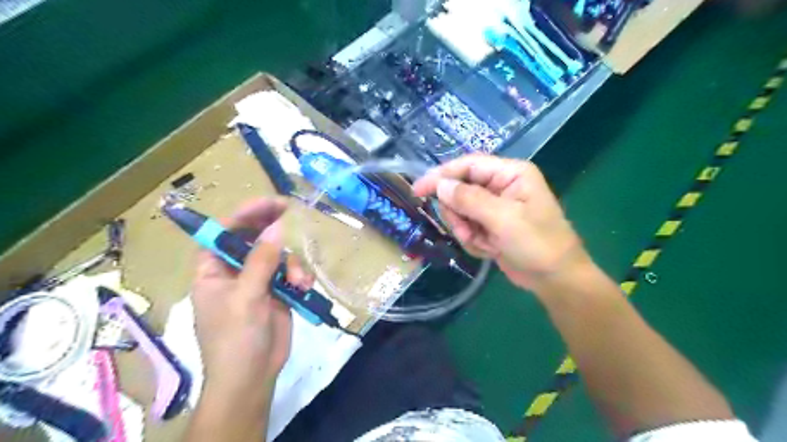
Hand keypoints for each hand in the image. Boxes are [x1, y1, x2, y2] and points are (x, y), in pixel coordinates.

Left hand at [192, 198, 314, 394]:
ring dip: (293, 264)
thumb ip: (262, 260)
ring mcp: (258, 280)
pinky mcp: (278, 291)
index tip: (272, 203)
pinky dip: (300, 277)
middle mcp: (234, 270)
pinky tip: (304, 288)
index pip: (224, 231)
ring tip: (300, 282)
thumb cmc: (235, 338)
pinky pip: (291, 272)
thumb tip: (277, 226)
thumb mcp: (246, 297)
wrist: (253, 376)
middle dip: (273, 229)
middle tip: (292, 213)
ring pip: (279, 255)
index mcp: (213, 269)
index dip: (246, 214)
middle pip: (253, 237)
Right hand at [412, 155, 589, 291]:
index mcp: (510, 174)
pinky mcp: (490, 225)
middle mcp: (500, 185)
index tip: (417, 190)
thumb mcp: (504, 219)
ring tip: (483, 243)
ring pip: (460, 211)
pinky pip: (466, 227)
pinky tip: (490, 249)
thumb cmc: (537, 244)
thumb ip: (470, 199)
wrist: (554, 279)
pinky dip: (473, 240)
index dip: (441, 175)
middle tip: (467, 231)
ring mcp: (494, 207)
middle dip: (458, 214)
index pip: (468, 165)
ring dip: (465, 230)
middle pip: (459, 190)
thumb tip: (440, 185)